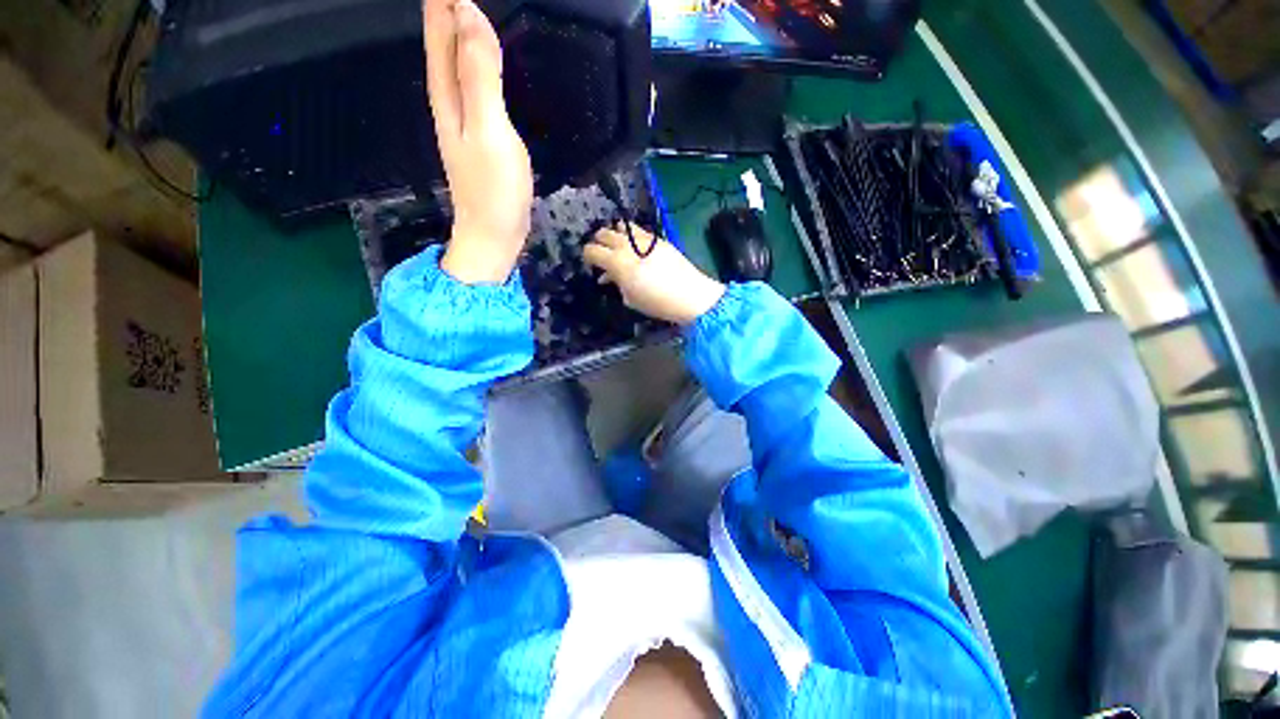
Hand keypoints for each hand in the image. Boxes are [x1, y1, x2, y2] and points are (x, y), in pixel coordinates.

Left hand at [423, 0, 532, 283]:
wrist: (495, 235)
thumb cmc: (493, 189)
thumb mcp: (489, 130)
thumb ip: (479, 76)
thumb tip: (468, 13)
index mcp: (448, 94)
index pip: (440, 31)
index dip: (444, 1)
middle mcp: (450, 101)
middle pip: (443, 43)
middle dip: (448, 10)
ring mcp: (465, 121)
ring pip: (457, 62)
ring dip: (461, 31)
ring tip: (468, 6)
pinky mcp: (481, 136)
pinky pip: (475, 85)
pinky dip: (477, 62)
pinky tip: (484, 58)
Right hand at [583, 225, 725, 325]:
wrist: (689, 294)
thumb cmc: (656, 302)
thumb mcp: (630, 298)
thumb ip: (616, 283)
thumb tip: (607, 277)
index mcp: (616, 262)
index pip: (591, 250)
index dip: (587, 256)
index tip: (590, 263)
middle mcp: (627, 245)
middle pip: (603, 233)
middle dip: (598, 242)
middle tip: (601, 253)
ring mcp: (643, 239)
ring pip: (620, 227)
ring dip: (614, 234)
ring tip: (616, 246)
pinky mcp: (658, 238)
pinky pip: (638, 230)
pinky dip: (630, 235)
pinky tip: (634, 245)